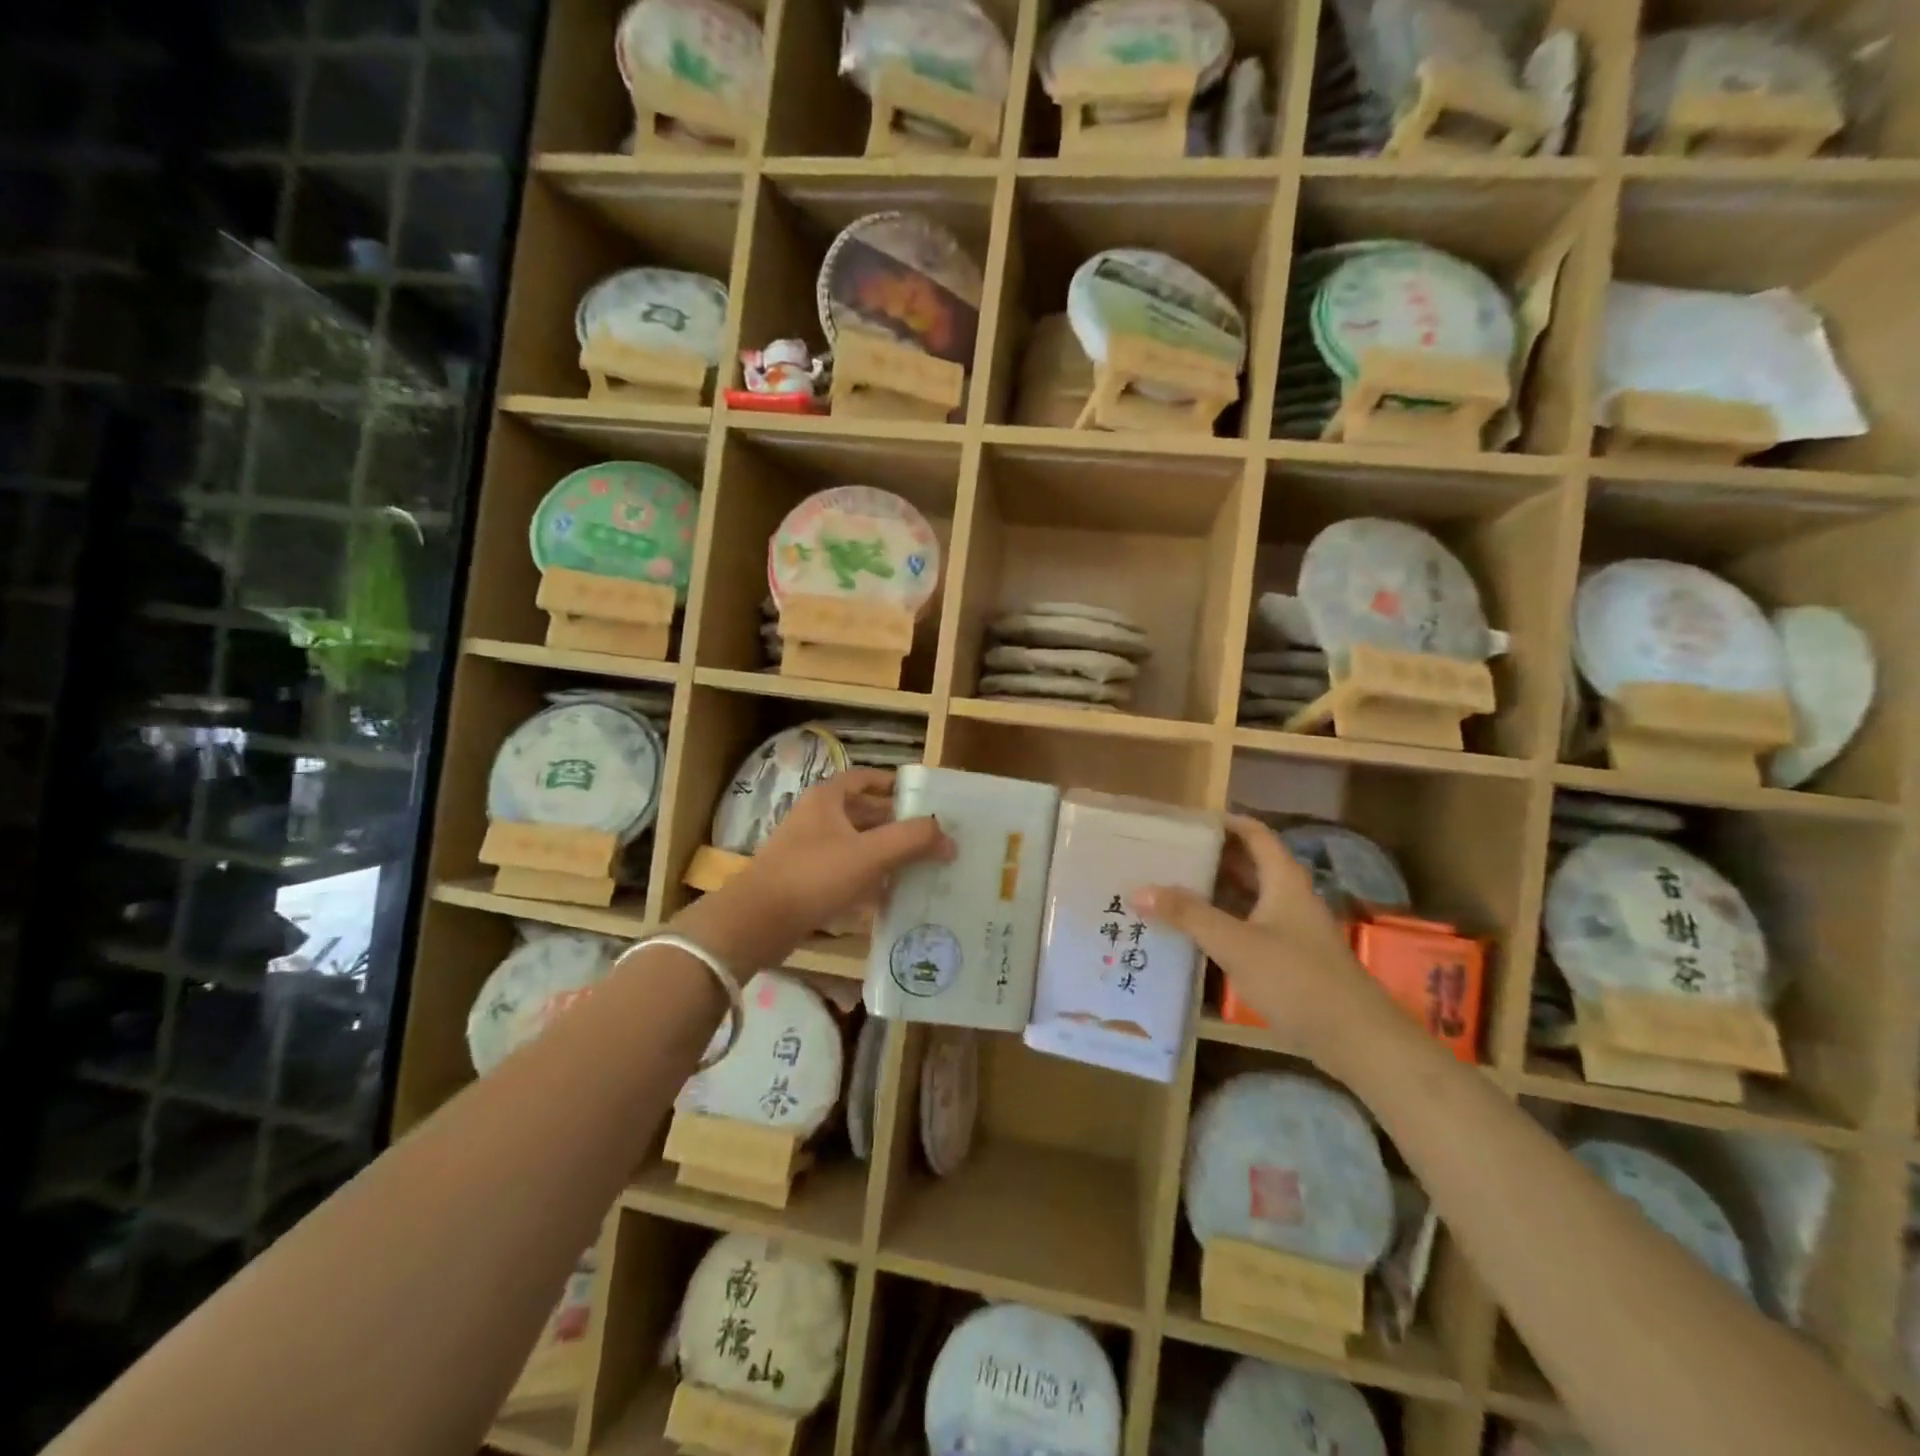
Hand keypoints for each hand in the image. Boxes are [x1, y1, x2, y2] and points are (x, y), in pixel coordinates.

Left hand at [724, 769, 954, 948]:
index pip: (866, 778)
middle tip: (932, 836)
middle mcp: (816, 817)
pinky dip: (868, 876)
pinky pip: (845, 870)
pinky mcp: (805, 879)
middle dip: (897, 823)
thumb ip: (912, 840)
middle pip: (864, 812)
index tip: (925, 798)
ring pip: (856, 843)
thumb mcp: (870, 854)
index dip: (895, 785)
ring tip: (920, 864)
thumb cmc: (814, 875)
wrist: (758, 921)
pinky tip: (891, 893)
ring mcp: (808, 849)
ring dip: (885, 851)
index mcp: (827, 799)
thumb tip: (950, 838)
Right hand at [1132, 814, 1396, 1070]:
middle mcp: (1288, 898)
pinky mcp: (1288, 959)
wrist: (1357, 1040)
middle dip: (1209, 858)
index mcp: (1283, 881)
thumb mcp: (1236, 944)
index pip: (1254, 834)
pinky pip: (1248, 928)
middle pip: (1247, 865)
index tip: (1185, 822)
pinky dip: (1221, 924)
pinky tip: (1192, 935)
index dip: (1224, 823)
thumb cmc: (1297, 979)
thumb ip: (1188, 915)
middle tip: (1165, 856)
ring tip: (1168, 890)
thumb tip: (1139, 889)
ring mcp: (1290, 930)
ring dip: (1212, 893)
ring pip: (1246, 899)